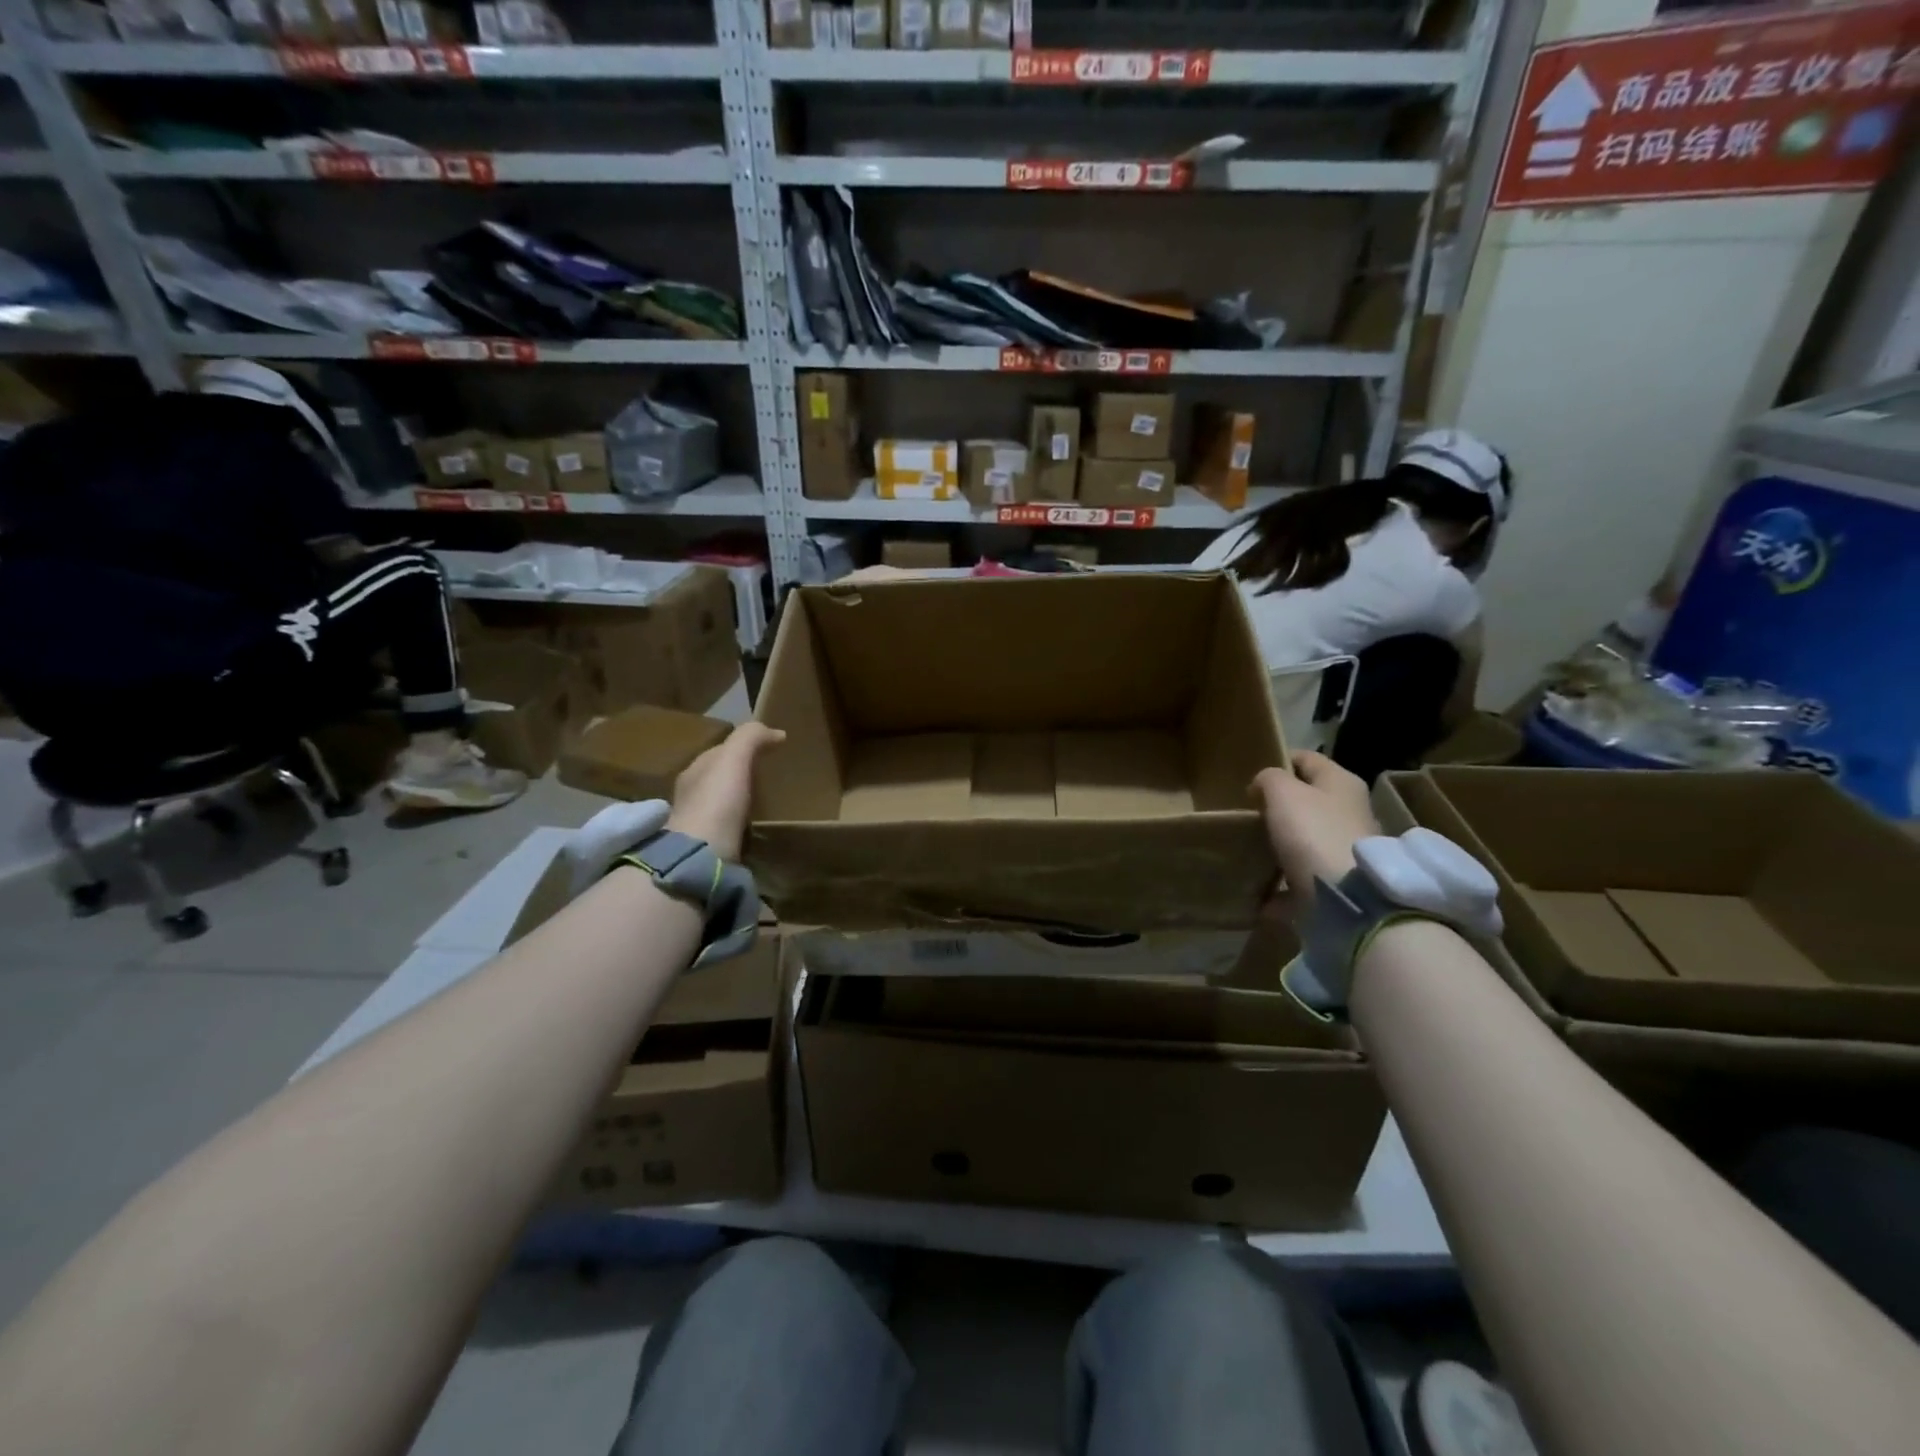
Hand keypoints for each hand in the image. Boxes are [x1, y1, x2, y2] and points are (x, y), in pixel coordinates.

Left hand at [666, 722, 785, 860]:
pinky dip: (744, 823)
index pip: (721, 751)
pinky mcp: (710, 846)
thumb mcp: (733, 759)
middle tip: (774, 776)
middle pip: (722, 777)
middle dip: (744, 774)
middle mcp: (692, 794)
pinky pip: (731, 827)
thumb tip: (776, 732)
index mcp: (694, 771)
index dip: (745, 746)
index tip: (773, 749)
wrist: (702, 856)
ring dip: (745, 800)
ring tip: (771, 801)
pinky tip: (759, 826)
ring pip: (726, 803)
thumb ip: (750, 738)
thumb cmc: (716, 802)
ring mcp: (700, 823)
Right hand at [1251, 751, 1380, 918]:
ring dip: (1278, 843)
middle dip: (1276, 806)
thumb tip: (1263, 786)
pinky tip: (1259, 888)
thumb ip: (1268, 779)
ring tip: (1249, 848)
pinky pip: (1302, 876)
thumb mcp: (1282, 792)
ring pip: (1304, 838)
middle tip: (1247, 814)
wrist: (1347, 897)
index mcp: (1341, 782)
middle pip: (1307, 800)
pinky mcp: (1339, 881)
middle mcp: (1349, 810)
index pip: (1306, 758)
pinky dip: (1281, 883)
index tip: (1249, 778)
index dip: (1277, 761)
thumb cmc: (1313, 832)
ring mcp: (1346, 847)